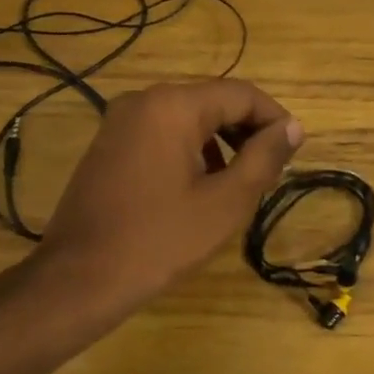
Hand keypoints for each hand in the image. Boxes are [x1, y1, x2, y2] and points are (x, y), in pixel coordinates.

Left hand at [32, 79, 302, 309]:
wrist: (80, 279)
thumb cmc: (160, 240)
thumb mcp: (226, 202)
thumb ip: (264, 158)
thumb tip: (292, 128)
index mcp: (174, 106)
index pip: (242, 95)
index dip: (275, 120)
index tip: (293, 152)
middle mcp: (145, 100)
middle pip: (214, 101)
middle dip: (248, 132)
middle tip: (270, 171)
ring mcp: (121, 121)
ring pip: (190, 118)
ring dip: (222, 142)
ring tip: (240, 183)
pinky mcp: (110, 143)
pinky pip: (164, 133)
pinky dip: (192, 150)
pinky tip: (201, 187)